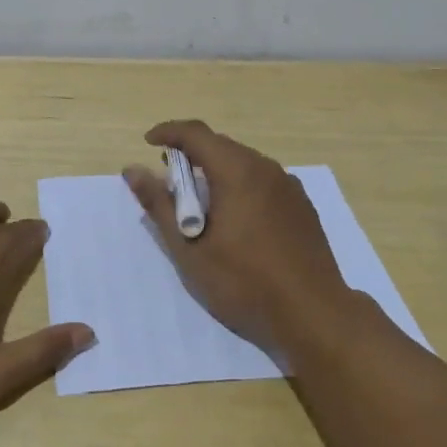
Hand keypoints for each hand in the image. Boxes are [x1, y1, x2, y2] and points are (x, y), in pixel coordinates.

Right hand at [124, 120, 354, 358]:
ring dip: (216, 172)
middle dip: (191, 154)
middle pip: (221, 146)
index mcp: (237, 171)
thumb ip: (160, 205)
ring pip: (244, 163)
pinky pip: (263, 181)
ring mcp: (289, 186)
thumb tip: (133, 170)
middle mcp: (266, 168)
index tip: (148, 143)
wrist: (313, 314)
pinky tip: (236, 219)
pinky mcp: (302, 206)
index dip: (168, 132)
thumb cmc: (244, 282)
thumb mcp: (190, 249)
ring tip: (200, 204)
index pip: (196, 133)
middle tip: (170, 181)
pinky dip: (240, 186)